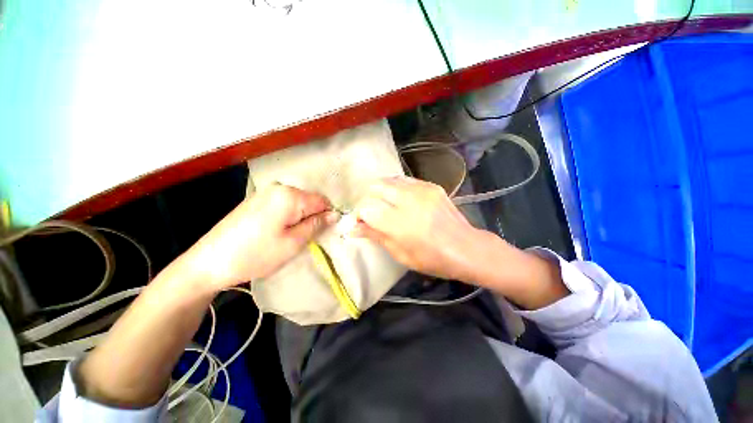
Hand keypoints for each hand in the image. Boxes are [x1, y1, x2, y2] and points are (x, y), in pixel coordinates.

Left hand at [186, 183, 338, 291]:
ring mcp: (265, 192)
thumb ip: (316, 225)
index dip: (326, 217)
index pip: (322, 201)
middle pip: (309, 201)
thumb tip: (334, 214)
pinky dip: (286, 216)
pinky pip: (282, 204)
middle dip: (311, 217)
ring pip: (296, 203)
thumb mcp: (293, 243)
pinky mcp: (256, 199)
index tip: (323, 233)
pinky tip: (276, 231)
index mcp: (290, 195)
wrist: (209, 262)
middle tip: (304, 238)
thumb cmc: (256, 254)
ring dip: (299, 218)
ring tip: (289, 237)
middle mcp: (278, 187)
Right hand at [353, 177, 481, 280]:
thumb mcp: (400, 254)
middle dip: (368, 199)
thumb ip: (375, 236)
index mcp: (400, 224)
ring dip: (381, 191)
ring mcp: (422, 190)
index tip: (362, 223)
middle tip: (373, 212)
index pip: (366, 208)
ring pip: (389, 180)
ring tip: (386, 205)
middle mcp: (409, 201)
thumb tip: (352, 229)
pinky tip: (401, 200)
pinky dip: (396, 188)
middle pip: (375, 187)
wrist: (467, 248)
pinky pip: (405, 180)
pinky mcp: (431, 186)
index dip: (359, 215)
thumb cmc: (432, 259)